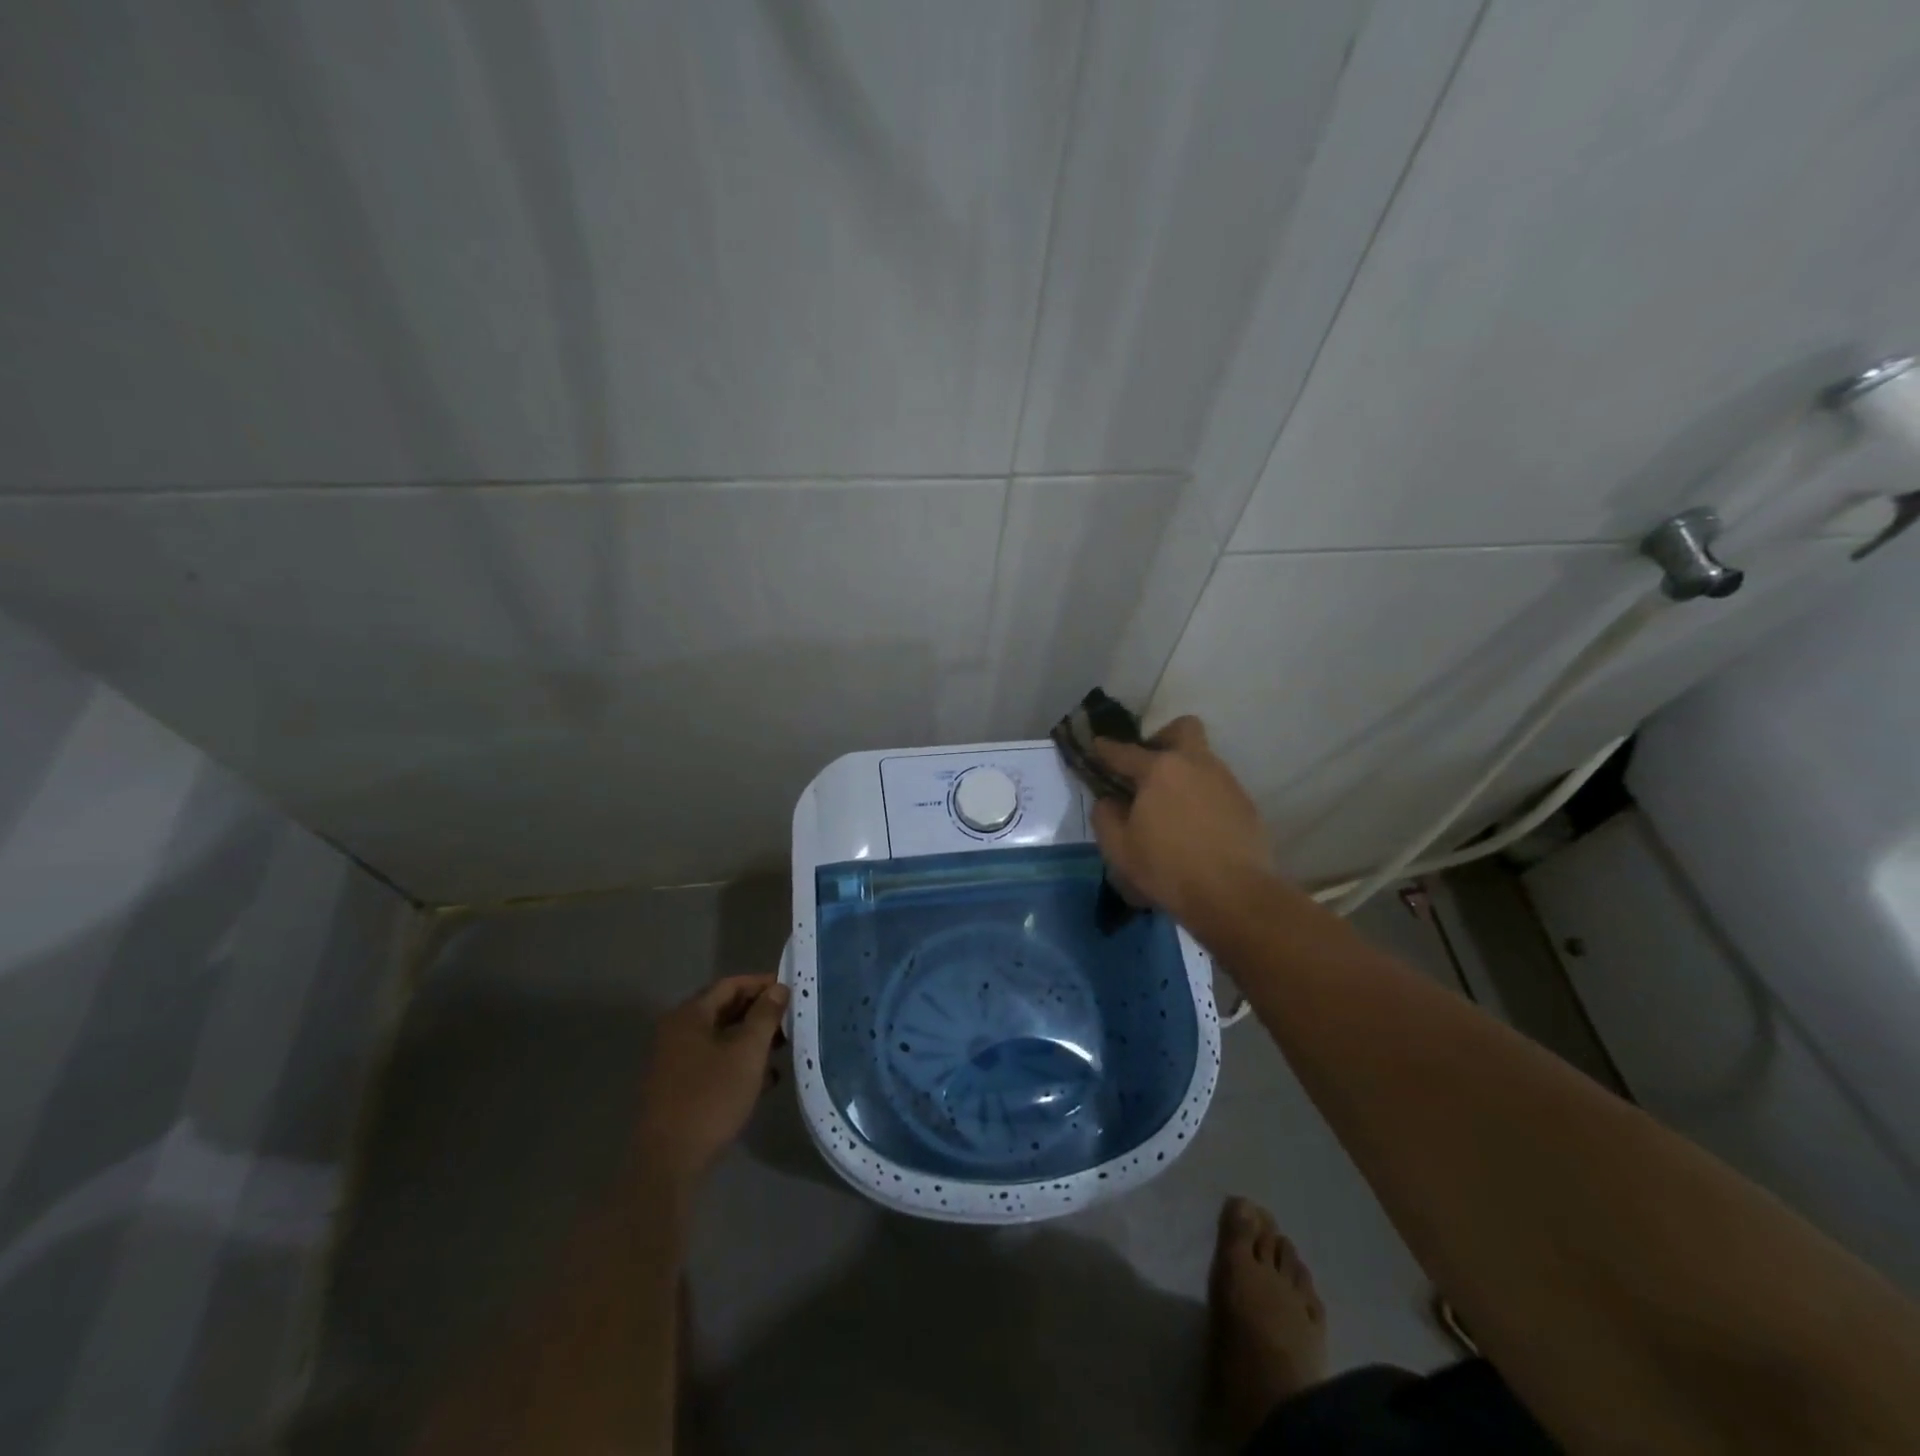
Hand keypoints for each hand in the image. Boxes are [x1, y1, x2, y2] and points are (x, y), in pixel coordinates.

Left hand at [633, 974, 788, 1188]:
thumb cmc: (711, 1097)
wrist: (669, 1162)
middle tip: (790, 1020)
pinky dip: (738, 1062)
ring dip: (751, 1039)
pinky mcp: (677, 1088)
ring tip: (783, 1048)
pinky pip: (713, 1061)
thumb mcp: (747, 1053)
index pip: (730, 985)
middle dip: (759, 1012)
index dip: (762, 984)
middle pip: (724, 1009)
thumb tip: (778, 988)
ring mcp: (674, 1061)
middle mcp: (677, 1031)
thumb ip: (765, 1016)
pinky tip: (764, 1079)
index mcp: (689, 1015)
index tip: (790, 991)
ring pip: (720, 1037)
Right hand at [1090, 716, 1278, 931]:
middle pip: (1182, 729)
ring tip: (1170, 806)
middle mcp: (1195, 764)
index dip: (1106, 748)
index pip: (1125, 751)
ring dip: (1184, 772)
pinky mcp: (1245, 804)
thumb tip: (1109, 800)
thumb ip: (1105, 816)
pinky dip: (1202, 797)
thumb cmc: (1168, 868)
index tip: (1097, 746)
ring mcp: (1225, 782)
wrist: (1234, 895)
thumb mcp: (1119, 848)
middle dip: (1163, 738)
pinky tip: (1194, 826)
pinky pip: (1217, 787)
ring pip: (1202, 759)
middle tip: (1148, 768)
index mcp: (1159, 770)